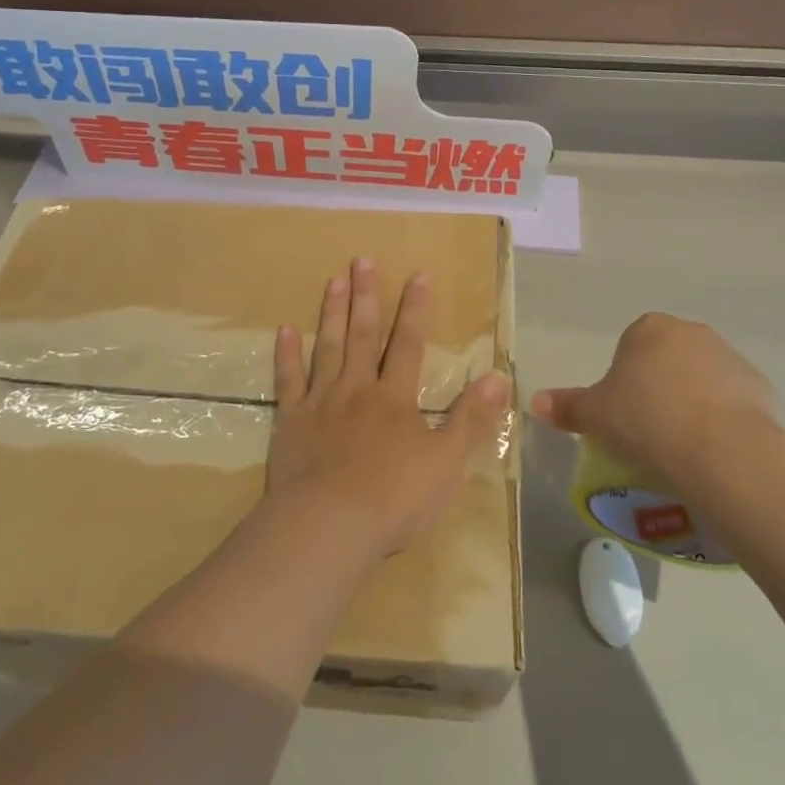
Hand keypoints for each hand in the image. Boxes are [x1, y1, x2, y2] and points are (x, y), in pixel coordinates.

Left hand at [266, 259, 510, 561]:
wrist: (329, 524)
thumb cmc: (394, 498)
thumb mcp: (446, 462)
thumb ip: (471, 418)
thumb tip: (499, 376)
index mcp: (395, 398)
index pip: (409, 344)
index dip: (415, 309)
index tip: (418, 273)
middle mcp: (358, 388)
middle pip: (363, 334)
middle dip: (365, 296)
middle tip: (361, 260)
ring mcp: (321, 401)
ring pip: (328, 347)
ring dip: (331, 312)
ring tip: (333, 279)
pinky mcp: (291, 420)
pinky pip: (288, 380)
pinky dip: (286, 354)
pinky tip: (285, 329)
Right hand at [531, 314, 780, 497]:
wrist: (720, 449)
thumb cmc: (646, 420)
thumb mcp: (596, 415)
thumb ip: (567, 406)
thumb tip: (534, 402)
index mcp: (648, 328)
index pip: (629, 347)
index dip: (624, 381)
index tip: (624, 414)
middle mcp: (690, 332)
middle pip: (667, 359)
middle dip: (659, 388)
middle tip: (649, 431)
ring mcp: (729, 356)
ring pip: (701, 379)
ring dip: (692, 402)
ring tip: (682, 446)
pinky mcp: (760, 387)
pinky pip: (732, 402)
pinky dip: (722, 420)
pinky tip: (713, 450)